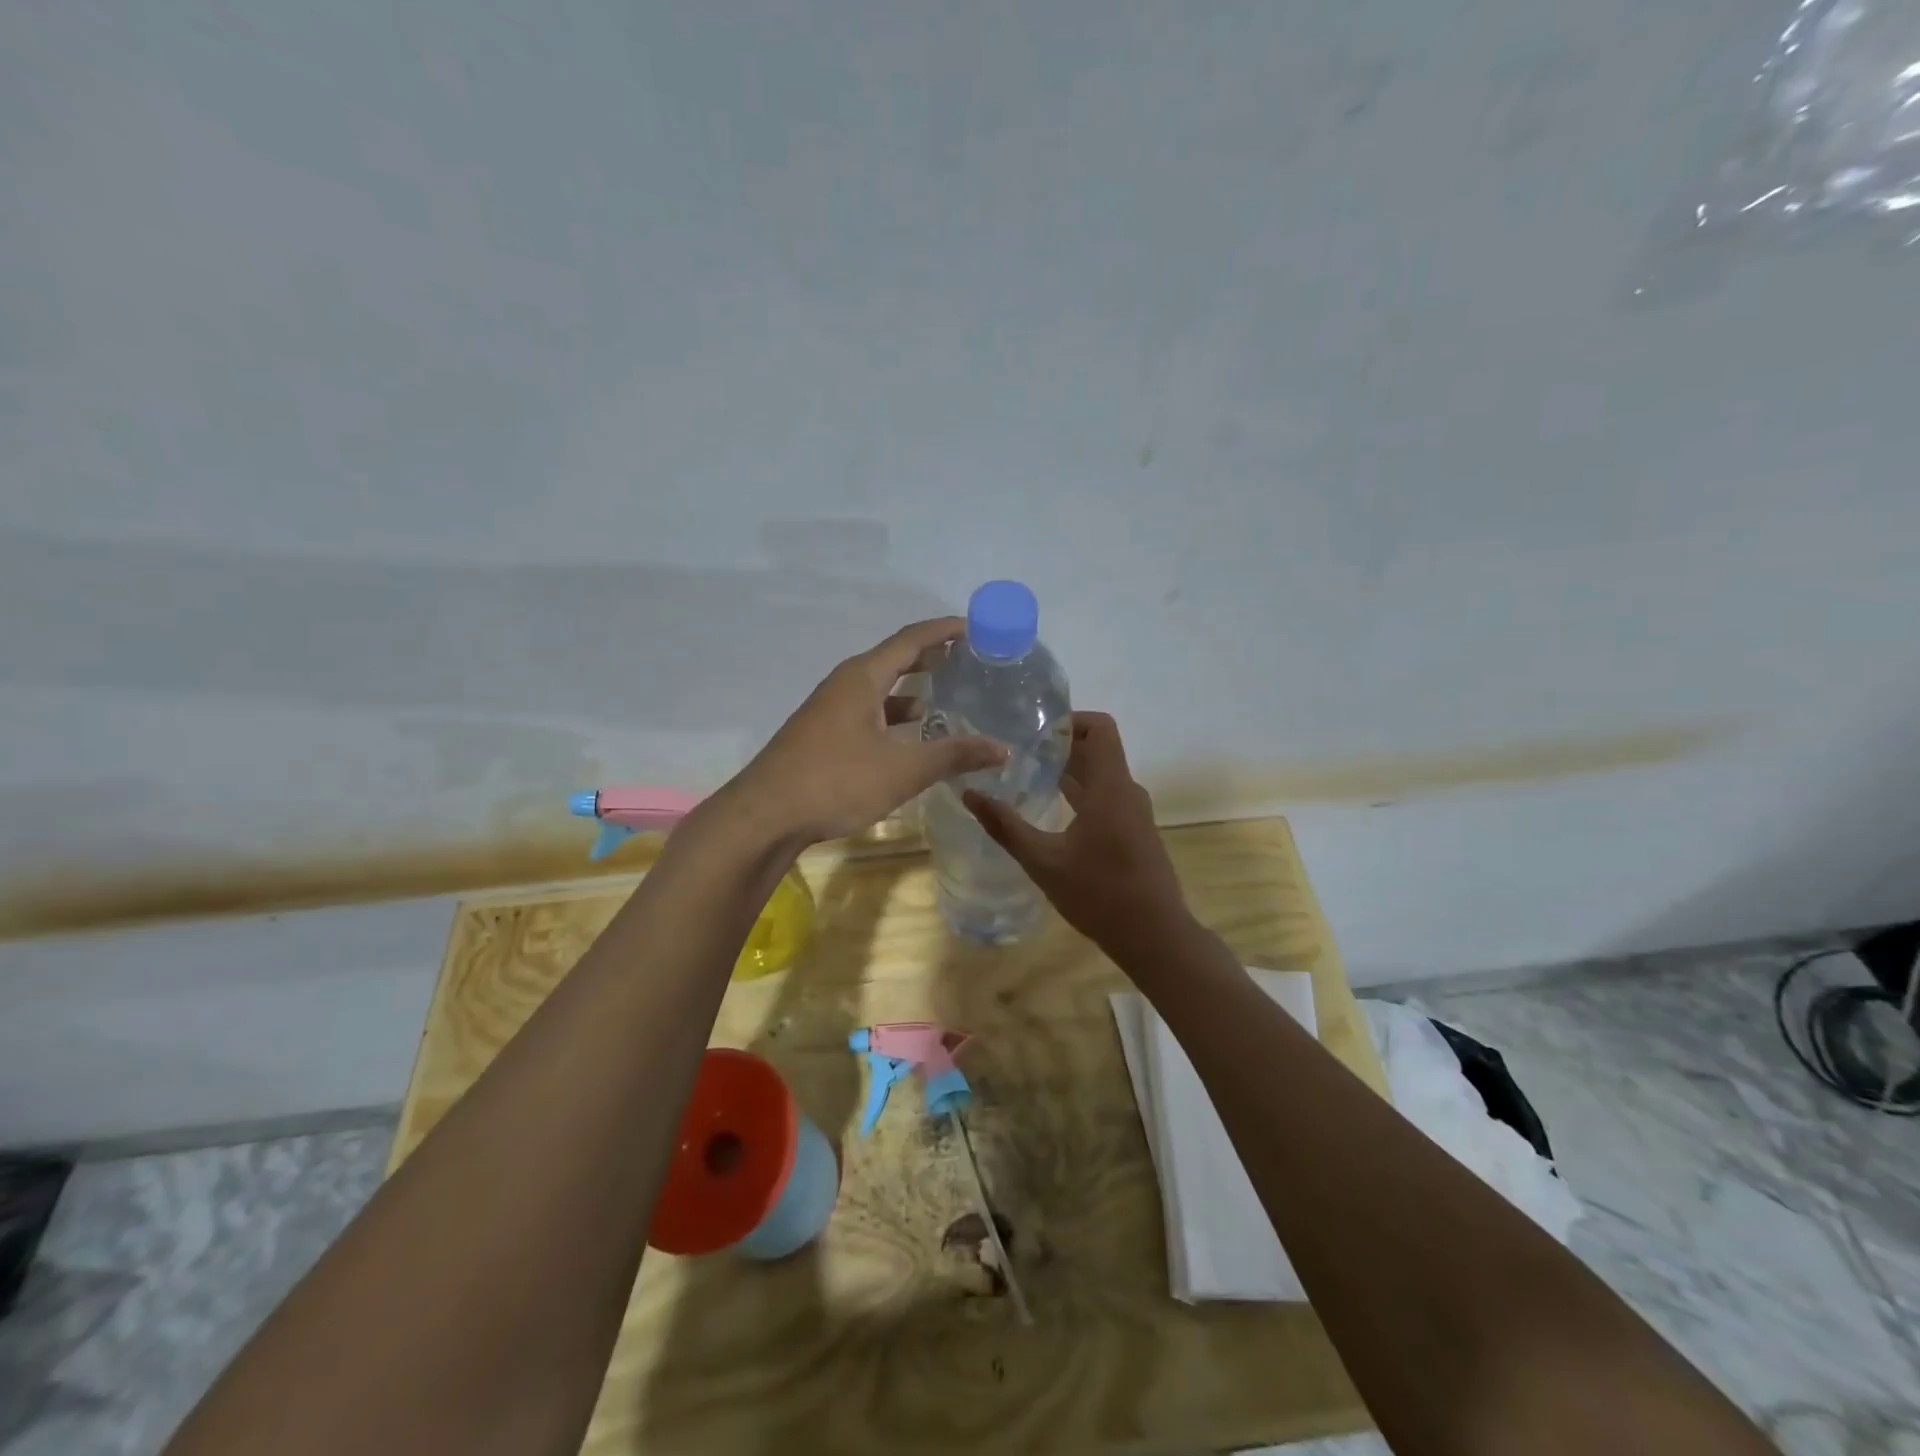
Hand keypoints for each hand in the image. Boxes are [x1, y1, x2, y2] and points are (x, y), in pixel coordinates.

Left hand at [728, 618, 1007, 846]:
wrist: (765, 816)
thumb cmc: (835, 781)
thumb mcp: (902, 770)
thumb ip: (953, 755)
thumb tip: (1002, 748)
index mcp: (863, 677)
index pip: (911, 639)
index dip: (945, 630)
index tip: (977, 628)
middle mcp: (845, 684)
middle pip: (894, 659)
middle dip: (932, 658)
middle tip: (969, 662)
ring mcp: (830, 710)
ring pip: (880, 689)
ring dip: (912, 690)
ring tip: (947, 699)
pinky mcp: (823, 735)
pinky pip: (868, 712)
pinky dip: (894, 716)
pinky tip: (910, 738)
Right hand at [963, 712, 1191, 953]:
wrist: (1155, 937)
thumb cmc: (1099, 894)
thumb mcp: (1043, 861)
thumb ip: (1006, 826)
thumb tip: (969, 795)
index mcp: (1110, 788)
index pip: (1100, 728)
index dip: (1069, 721)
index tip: (1035, 732)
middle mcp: (1126, 792)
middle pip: (1098, 749)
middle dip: (1060, 746)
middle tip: (1019, 751)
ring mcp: (1134, 813)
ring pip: (1102, 775)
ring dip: (1069, 771)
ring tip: (1029, 775)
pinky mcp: (1135, 832)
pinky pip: (1107, 797)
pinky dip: (1081, 793)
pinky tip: (1053, 810)